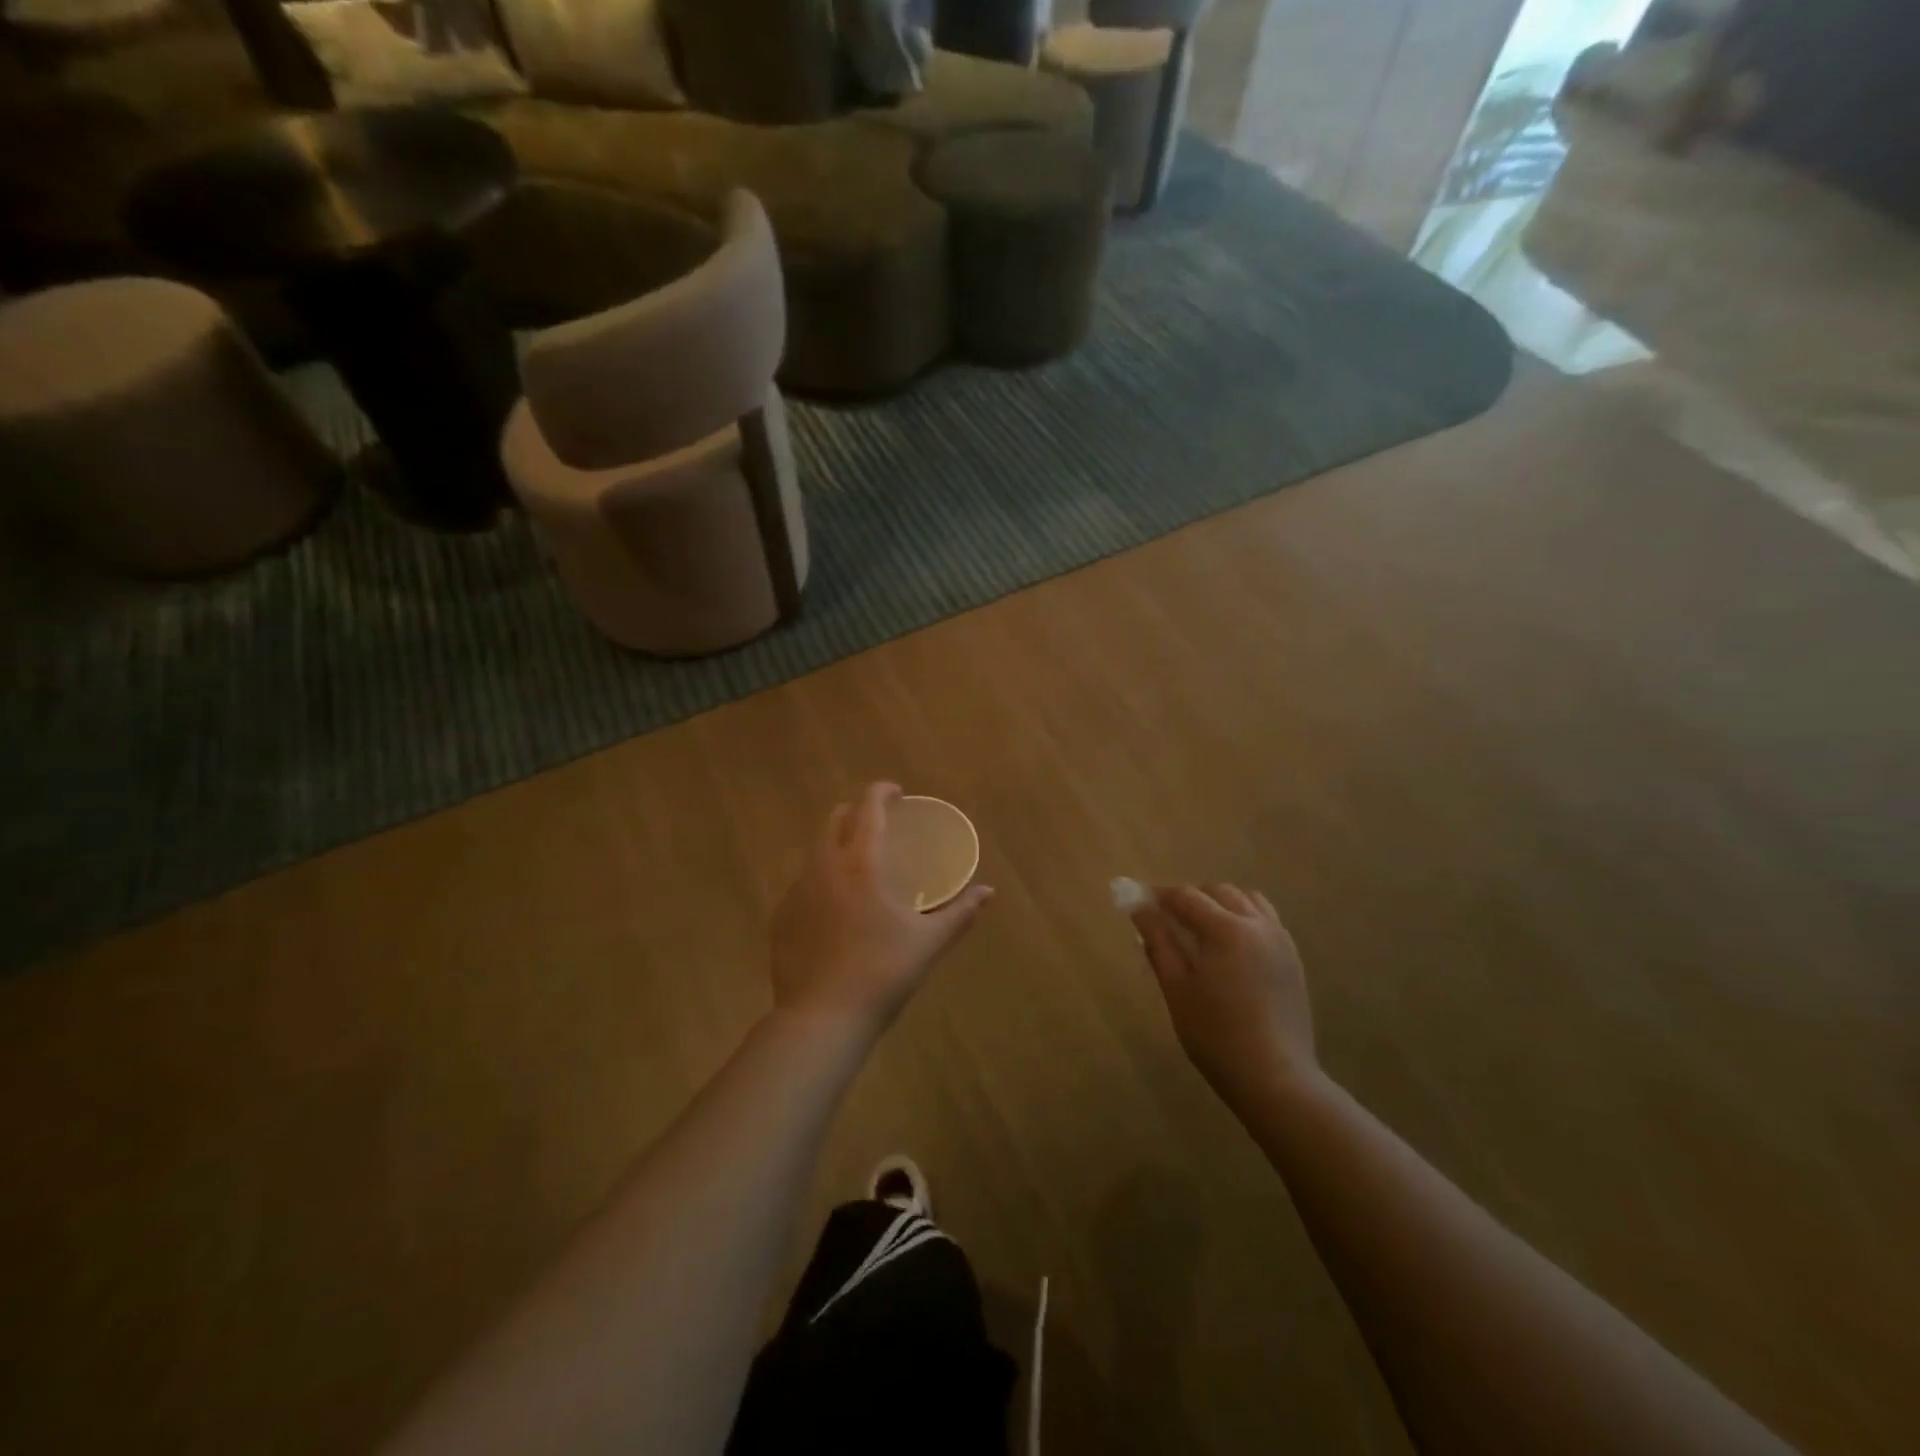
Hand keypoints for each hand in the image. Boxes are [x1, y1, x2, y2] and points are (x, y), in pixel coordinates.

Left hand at [771, 783, 993, 1035]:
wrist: (822, 1019)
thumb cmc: (882, 973)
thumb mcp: (928, 942)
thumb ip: (960, 913)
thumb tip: (988, 893)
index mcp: (860, 863)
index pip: (868, 808)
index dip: (882, 792)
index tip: (897, 793)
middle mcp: (823, 867)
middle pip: (834, 820)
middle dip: (856, 813)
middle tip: (878, 826)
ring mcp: (796, 891)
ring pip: (815, 852)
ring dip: (836, 847)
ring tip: (858, 869)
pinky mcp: (781, 917)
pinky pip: (802, 885)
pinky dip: (821, 882)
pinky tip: (834, 910)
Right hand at [1134, 884, 1318, 1111]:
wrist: (1276, 1079)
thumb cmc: (1216, 1036)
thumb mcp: (1177, 989)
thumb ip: (1158, 943)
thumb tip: (1140, 909)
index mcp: (1226, 929)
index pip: (1187, 897)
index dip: (1159, 896)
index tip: (1139, 902)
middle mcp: (1257, 925)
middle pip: (1219, 892)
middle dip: (1191, 898)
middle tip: (1167, 920)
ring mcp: (1280, 941)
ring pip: (1248, 901)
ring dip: (1221, 904)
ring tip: (1202, 930)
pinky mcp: (1293, 960)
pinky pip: (1267, 921)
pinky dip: (1245, 919)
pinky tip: (1232, 948)